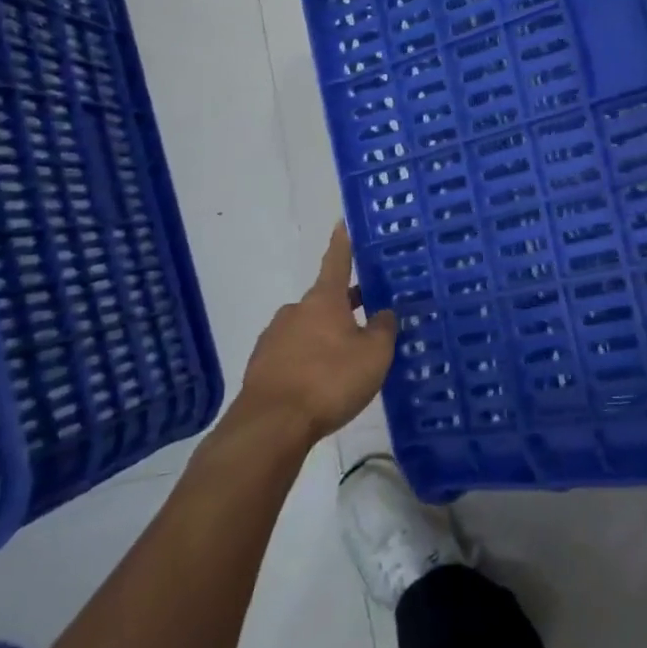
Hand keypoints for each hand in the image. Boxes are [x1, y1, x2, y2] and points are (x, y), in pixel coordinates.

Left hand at [234, 222, 396, 445]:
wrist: (270, 425)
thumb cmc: (328, 380)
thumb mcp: (373, 355)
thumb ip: (383, 329)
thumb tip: (384, 312)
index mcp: (324, 299)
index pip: (337, 260)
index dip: (343, 242)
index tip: (343, 222)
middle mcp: (296, 311)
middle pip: (326, 299)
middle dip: (345, 306)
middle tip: (368, 317)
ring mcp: (274, 338)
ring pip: (309, 328)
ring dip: (327, 336)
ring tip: (348, 360)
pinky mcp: (262, 366)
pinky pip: (294, 354)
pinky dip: (310, 360)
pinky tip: (323, 382)